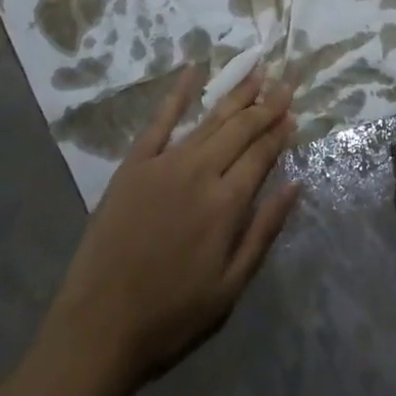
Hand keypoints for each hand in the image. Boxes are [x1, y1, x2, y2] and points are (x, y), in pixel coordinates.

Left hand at [41, 67, 300, 383]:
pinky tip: (194, 70)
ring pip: (210, 119)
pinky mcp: (135, 162)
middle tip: (285, 82)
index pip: (261, 154)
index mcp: (226, 204)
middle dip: (266, 105)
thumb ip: (264, 232)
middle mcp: (200, 172)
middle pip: (240, 129)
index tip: (293, 112)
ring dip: (236, 94)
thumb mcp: (229, 288)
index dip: (279, 132)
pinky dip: (179, 93)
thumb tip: (295, 185)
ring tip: (256, 72)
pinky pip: (161, 119)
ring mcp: (166, 162)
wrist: (99, 326)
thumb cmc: (171, 315)